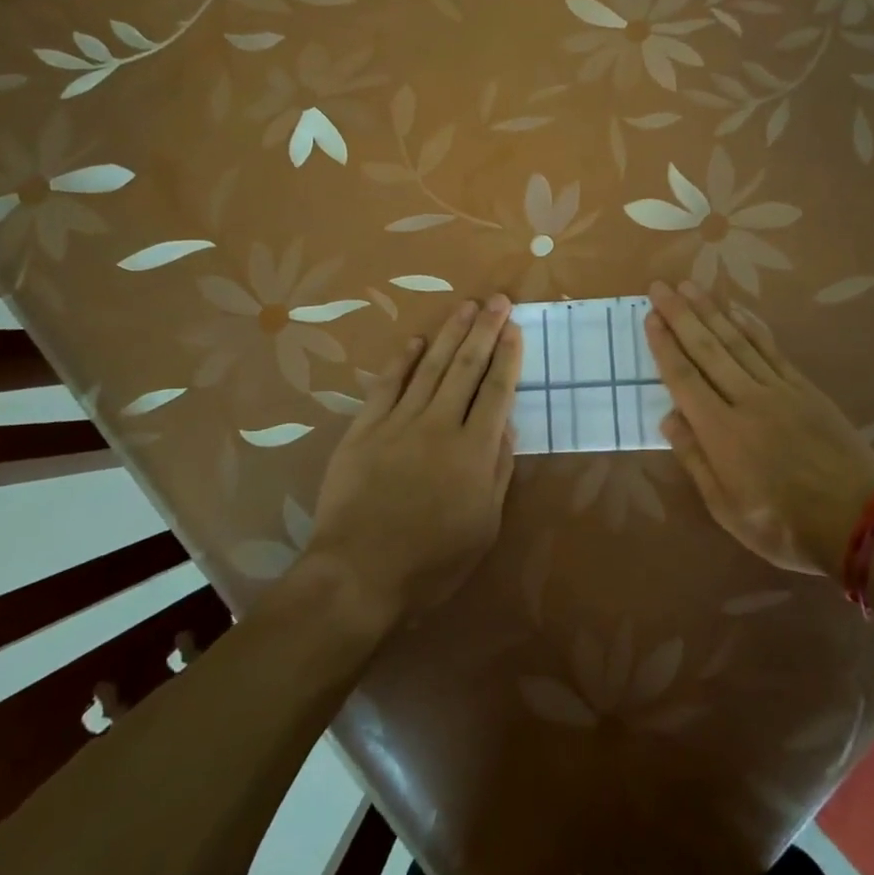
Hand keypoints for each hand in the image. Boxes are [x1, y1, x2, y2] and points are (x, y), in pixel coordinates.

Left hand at [308, 295, 522, 622]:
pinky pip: (386, 386)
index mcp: (473, 450)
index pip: (497, 391)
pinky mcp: (364, 430)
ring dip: (450, 335)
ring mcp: (399, 423)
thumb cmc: (431, 561)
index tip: (515, 328)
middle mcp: (439, 425)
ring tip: (465, 308)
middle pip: (467, 368)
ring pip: (430, 367)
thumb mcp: (484, 526)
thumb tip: (507, 427)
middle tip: (497, 300)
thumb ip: (497, 471)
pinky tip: (416, 341)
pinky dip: (401, 361)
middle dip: (485, 331)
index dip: (508, 356)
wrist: (358, 574)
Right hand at [646, 280, 873, 576]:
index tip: (650, 317)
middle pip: (707, 349)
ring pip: (737, 341)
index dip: (664, 346)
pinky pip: (772, 350)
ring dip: (711, 311)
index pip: (684, 378)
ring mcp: (779, 390)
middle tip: (660, 286)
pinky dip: (752, 327)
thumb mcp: (726, 508)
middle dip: (680, 315)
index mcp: (721, 432)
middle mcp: (746, 400)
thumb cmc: (783, 525)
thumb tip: (669, 418)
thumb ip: (696, 460)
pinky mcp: (805, 388)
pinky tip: (737, 311)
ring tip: (690, 286)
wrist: (858, 521)